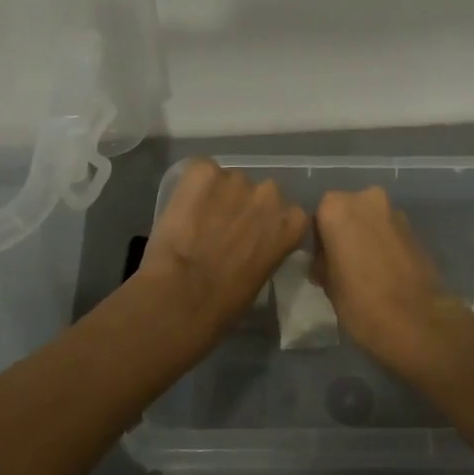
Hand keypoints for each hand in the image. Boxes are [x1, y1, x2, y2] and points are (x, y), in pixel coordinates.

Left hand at [136, 159, 307, 343]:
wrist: (182, 296)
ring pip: (228, 181)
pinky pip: (200, 172)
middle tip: (223, 229)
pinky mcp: (203, 171)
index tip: (252, 238)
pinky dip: (192, 187)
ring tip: (197, 221)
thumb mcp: (262, 275)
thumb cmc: (225, 303)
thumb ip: (266, 247)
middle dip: (244, 206)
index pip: (288, 213)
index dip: (267, 223)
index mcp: (292, 222)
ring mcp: (236, 178)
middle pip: (260, 192)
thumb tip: (252, 243)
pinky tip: (182, 209)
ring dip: (217, 196)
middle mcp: (270, 193)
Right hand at [312, 186, 468, 374]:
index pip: (318, 218)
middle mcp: (365, 198)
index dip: (319, 242)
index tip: (323, 264)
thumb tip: (325, 261)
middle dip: (344, 233)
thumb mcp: (328, 285)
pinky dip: (384, 243)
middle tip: (343, 265)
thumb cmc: (361, 302)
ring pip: (369, 220)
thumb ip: (323, 262)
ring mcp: (393, 211)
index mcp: (336, 208)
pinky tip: (385, 271)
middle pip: (346, 212)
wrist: (417, 321)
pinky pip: (389, 231)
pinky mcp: (414, 227)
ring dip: (365, 236)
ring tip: (366, 270)